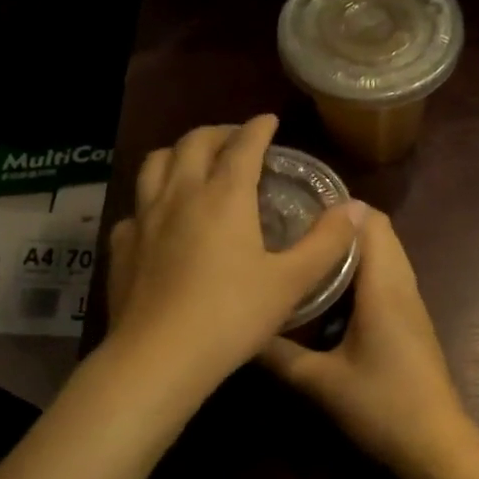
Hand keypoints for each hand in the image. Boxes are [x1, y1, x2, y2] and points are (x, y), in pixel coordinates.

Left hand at [105, 116, 363, 403]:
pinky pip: (136, 208)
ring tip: (194, 164)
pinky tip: (160, 219)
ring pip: (156, 164)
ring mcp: (144, 218)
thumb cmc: (232, 317)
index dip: (258, 129)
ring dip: (179, 154)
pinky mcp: (121, 246)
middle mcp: (180, 195)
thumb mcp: (290, 282)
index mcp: (224, 196)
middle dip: (218, 133)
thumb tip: (356, 209)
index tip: (268, 121)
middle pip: (194, 143)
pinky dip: (152, 200)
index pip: (242, 145)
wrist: (160, 356)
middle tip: (236, 140)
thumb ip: (326, 243)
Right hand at [259, 206, 477, 478]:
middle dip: (338, 224)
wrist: (435, 444)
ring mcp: (411, 303)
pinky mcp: (411, 322)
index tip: (296, 205)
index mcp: (384, 287)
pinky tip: (326, 292)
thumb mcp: (320, 382)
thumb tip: (240, 331)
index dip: (336, 207)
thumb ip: (277, 354)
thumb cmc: (382, 406)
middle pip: (378, 232)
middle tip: (291, 227)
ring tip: (303, 252)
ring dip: (349, 249)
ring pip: (384, 255)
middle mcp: (402, 285)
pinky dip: (360, 271)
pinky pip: (387, 278)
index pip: (370, 221)